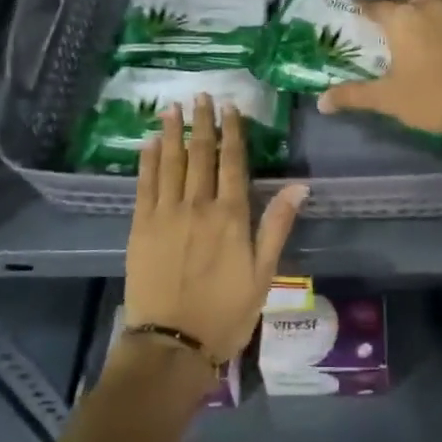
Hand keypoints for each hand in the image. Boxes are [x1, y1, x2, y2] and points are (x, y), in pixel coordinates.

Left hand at [124, 95, 306, 364]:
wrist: (173, 344)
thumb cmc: (227, 312)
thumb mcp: (264, 273)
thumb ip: (277, 226)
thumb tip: (300, 187)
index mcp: (231, 216)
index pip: (233, 163)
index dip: (232, 132)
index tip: (230, 108)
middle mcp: (198, 206)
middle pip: (201, 155)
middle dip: (202, 123)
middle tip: (201, 96)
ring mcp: (166, 214)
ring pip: (170, 163)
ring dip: (172, 133)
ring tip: (173, 108)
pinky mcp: (141, 227)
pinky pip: (145, 185)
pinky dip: (148, 161)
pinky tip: (148, 144)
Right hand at [316, 0, 441, 139]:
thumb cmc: (432, 99)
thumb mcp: (387, 99)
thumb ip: (353, 95)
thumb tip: (321, 102)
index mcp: (400, 20)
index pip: (374, 3)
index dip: (364, 2)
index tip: (358, 1)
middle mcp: (428, 4)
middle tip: (399, 5)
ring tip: (428, 5)